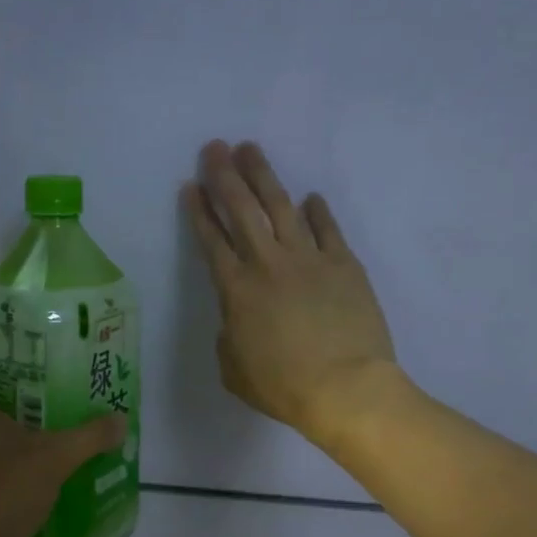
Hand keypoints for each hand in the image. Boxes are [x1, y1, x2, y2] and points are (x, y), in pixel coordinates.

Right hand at [182, 140, 398, 446]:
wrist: (345, 388)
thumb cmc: (282, 387)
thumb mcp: (234, 370)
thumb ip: (228, 337)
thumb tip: (236, 320)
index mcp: (236, 290)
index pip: (211, 241)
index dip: (199, 211)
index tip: (191, 186)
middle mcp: (268, 264)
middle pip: (242, 210)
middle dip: (225, 176)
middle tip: (214, 148)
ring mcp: (309, 260)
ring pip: (281, 207)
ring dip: (264, 177)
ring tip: (251, 150)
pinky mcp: (344, 265)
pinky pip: (327, 229)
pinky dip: (317, 211)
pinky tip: (309, 197)